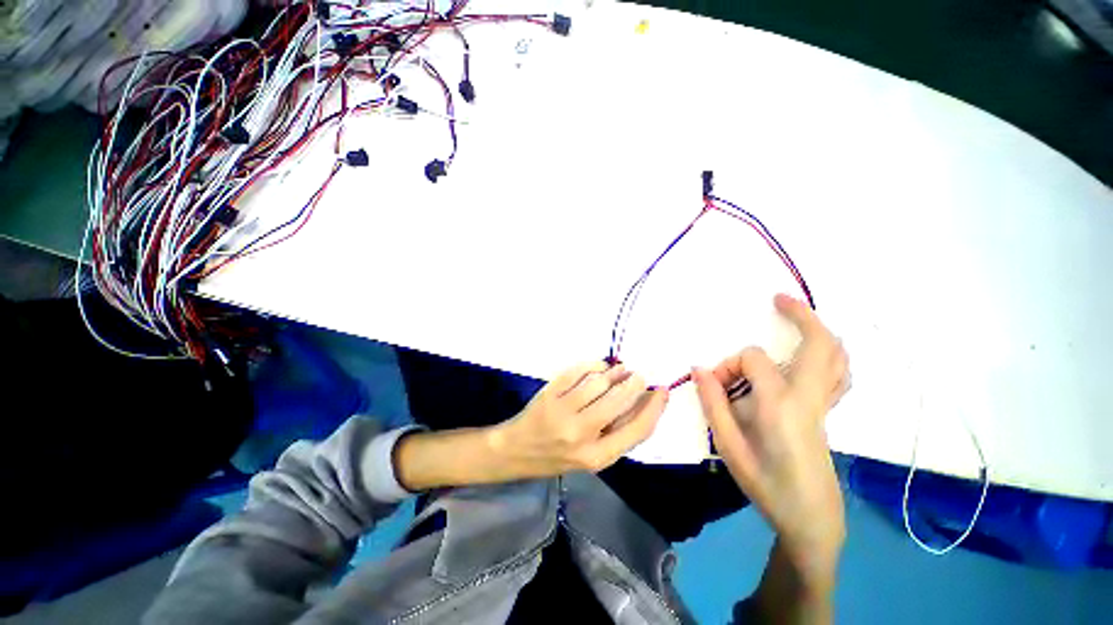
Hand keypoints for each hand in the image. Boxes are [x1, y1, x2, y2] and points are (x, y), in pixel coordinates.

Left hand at [488, 361, 668, 477]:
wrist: (516, 451)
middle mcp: (580, 435)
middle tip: (638, 375)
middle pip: (619, 400)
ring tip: (620, 370)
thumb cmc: (557, 457)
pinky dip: (592, 365)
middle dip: (634, 383)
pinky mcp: (549, 394)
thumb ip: (616, 433)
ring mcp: (562, 412)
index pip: (637, 430)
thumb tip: (642, 402)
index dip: (654, 408)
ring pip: (599, 382)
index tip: (662, 391)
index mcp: (597, 457)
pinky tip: (598, 367)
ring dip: (614, 372)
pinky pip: (577, 372)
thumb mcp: (591, 457)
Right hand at [693, 294, 848, 585]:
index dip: (728, 365)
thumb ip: (713, 403)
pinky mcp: (827, 411)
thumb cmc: (766, 485)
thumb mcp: (729, 446)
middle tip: (778, 299)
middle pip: (819, 342)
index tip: (714, 385)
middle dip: (801, 314)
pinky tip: (812, 352)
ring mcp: (824, 403)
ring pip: (836, 355)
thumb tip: (699, 368)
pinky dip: (829, 352)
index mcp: (782, 404)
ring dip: (818, 329)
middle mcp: (810, 396)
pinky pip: (838, 372)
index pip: (752, 360)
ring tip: (796, 316)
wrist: (810, 518)